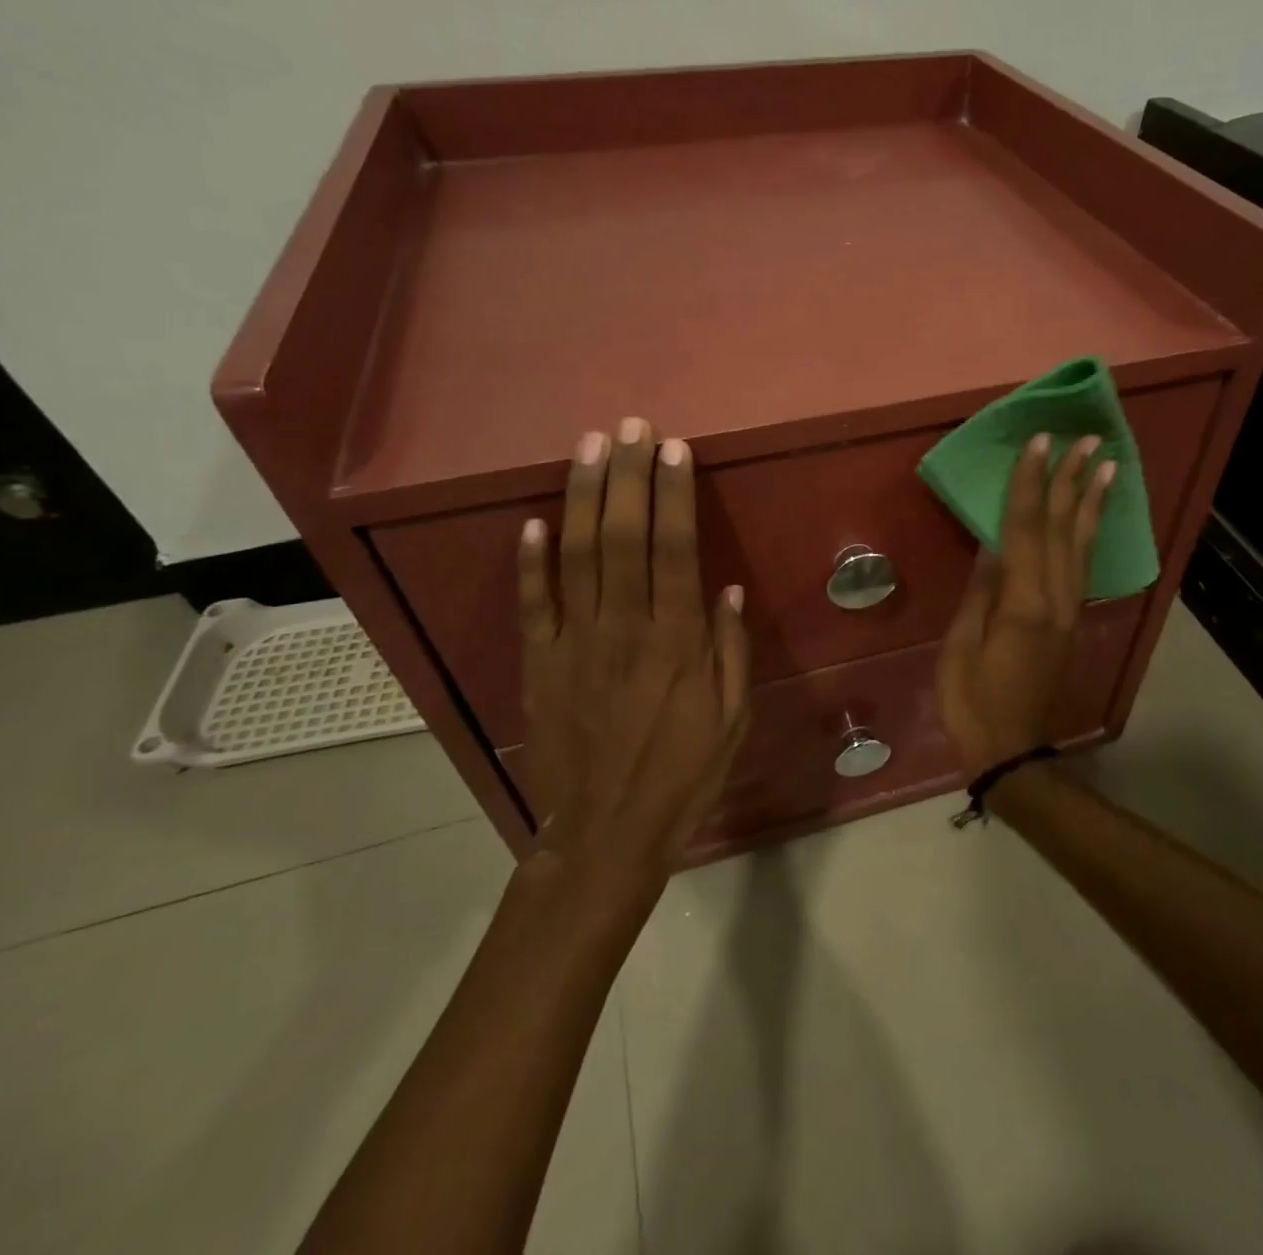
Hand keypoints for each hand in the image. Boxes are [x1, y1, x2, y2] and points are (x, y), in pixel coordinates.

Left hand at [516, 417, 750, 907]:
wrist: (606, 833)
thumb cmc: (683, 775)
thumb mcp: (732, 720)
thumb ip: (730, 652)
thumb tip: (726, 590)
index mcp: (678, 642)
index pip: (676, 550)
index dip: (674, 495)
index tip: (675, 450)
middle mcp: (625, 630)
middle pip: (624, 537)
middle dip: (628, 476)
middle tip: (631, 428)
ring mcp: (576, 643)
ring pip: (577, 556)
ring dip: (583, 498)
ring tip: (588, 448)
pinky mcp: (540, 663)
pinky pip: (533, 604)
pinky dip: (530, 561)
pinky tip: (533, 520)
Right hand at [937, 433, 1113, 773]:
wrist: (1012, 750)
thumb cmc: (972, 701)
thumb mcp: (962, 646)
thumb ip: (981, 592)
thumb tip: (993, 544)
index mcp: (1022, 604)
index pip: (1026, 529)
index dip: (1030, 483)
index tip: (1039, 443)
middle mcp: (1055, 600)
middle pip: (1063, 529)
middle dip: (1070, 480)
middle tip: (1084, 438)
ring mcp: (1069, 611)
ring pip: (1082, 544)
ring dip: (1091, 501)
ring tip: (1105, 464)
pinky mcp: (1071, 621)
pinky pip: (1084, 566)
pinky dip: (1091, 533)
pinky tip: (1094, 516)